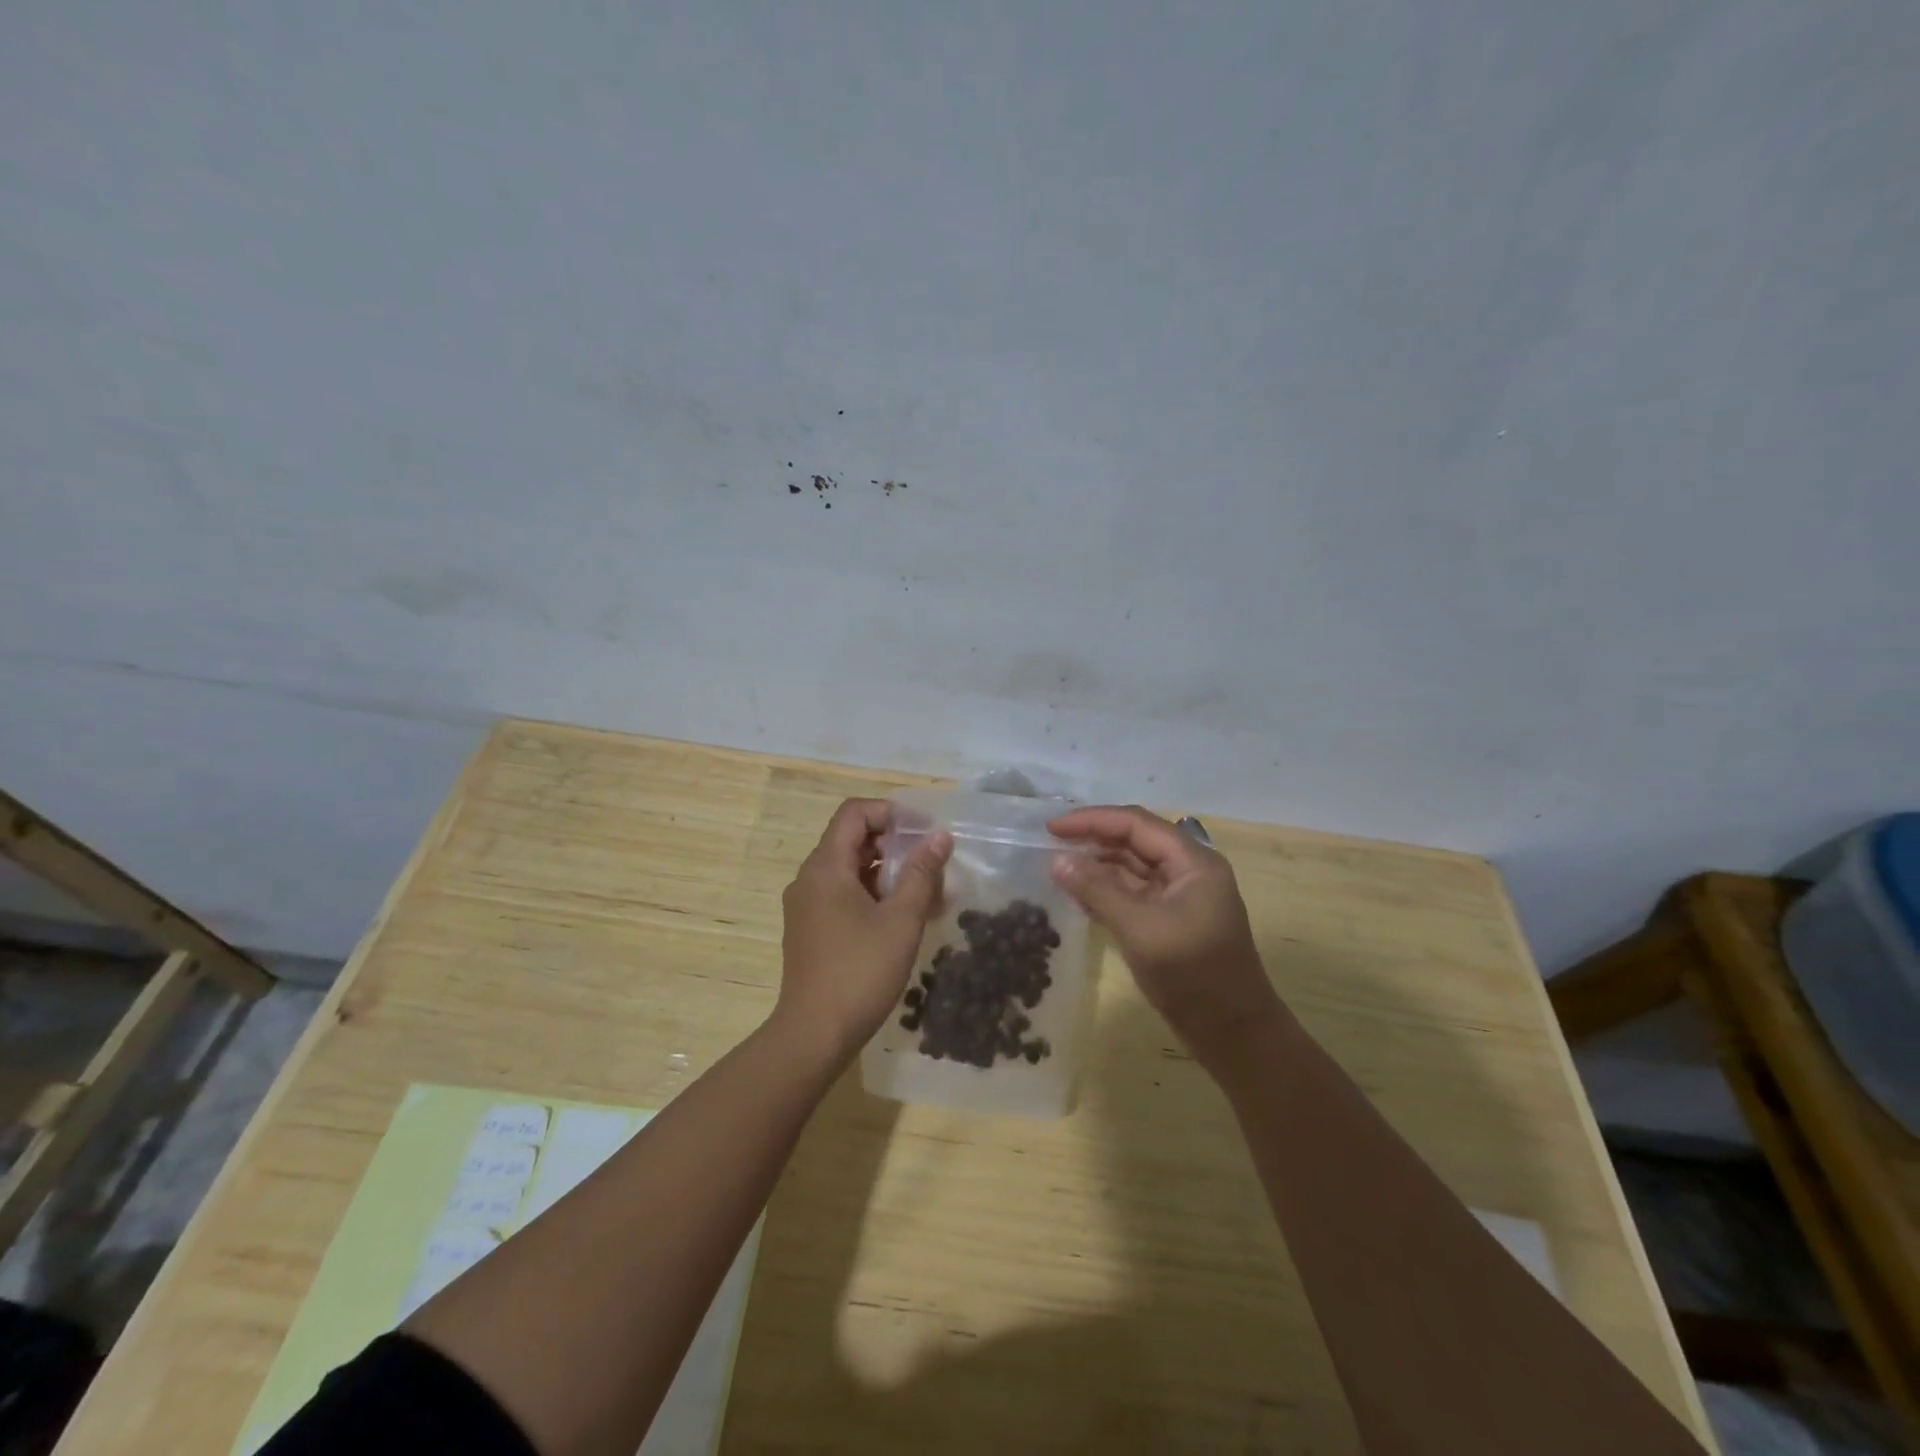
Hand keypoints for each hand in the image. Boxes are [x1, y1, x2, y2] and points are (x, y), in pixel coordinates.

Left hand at [775, 799, 952, 1063]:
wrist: (814, 1034)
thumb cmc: (860, 971)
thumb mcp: (901, 920)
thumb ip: (922, 873)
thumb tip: (940, 837)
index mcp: (826, 867)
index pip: (855, 813)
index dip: (891, 813)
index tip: (925, 832)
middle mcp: (810, 879)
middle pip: (852, 839)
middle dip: (895, 845)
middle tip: (932, 864)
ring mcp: (806, 906)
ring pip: (850, 870)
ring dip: (888, 873)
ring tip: (926, 894)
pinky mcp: (810, 929)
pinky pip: (843, 895)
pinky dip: (873, 895)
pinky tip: (903, 919)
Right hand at [1049, 805, 1284, 1066]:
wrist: (1232, 1032)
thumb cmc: (1192, 973)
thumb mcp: (1139, 927)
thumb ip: (1097, 890)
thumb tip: (1056, 861)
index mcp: (1192, 862)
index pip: (1136, 824)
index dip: (1092, 820)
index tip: (1052, 827)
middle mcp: (1187, 870)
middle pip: (1134, 840)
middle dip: (1093, 839)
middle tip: (1049, 843)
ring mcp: (1179, 896)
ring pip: (1131, 866)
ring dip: (1096, 865)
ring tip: (1057, 867)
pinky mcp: (1169, 919)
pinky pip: (1132, 892)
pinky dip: (1105, 890)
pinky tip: (1077, 894)